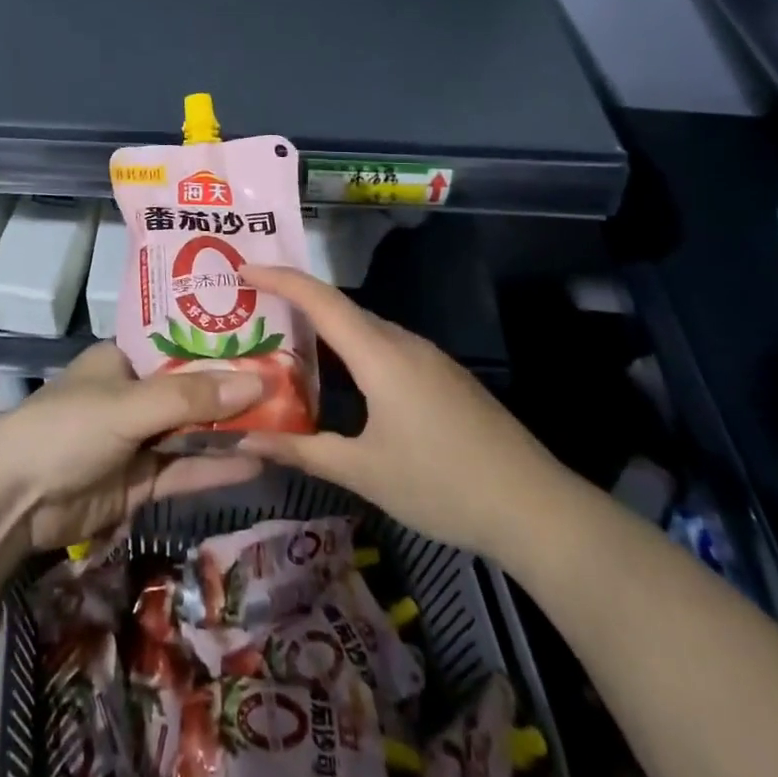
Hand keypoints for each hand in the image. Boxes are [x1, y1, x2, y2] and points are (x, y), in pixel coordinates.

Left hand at [0, 340, 265, 551]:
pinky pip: (186, 469)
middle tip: (292, 387)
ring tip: (287, 425)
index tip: (270, 342)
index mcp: (125, 359)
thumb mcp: (130, 406)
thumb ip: (192, 398)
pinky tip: (258, 463)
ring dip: (232, 432)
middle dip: (236, 392)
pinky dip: (217, 467)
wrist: (13, 503)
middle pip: (194, 391)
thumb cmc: (67, 430)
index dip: (223, 346)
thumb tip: (259, 383)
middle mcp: (135, 394)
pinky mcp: (141, 482)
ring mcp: (139, 440)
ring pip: (194, 432)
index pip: (183, 345)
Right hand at [238, 264, 568, 564]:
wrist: (534, 507)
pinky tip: (341, 375)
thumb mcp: (364, 472)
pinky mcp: (443, 375)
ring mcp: (428, 357)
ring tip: (287, 338)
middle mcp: (403, 342)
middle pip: (341, 307)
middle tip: (253, 308)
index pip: (320, 300)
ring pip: (365, 327)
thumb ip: (303, 450)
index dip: (279, 278)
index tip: (242, 269)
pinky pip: (386, 345)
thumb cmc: (442, 485)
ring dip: (325, 326)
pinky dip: (352, 346)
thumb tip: (247, 439)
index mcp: (380, 355)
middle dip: (296, 300)